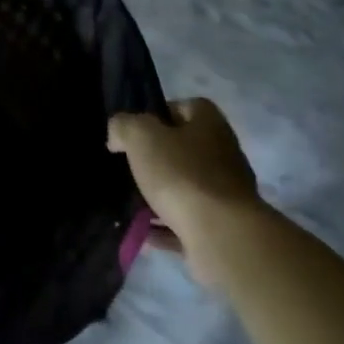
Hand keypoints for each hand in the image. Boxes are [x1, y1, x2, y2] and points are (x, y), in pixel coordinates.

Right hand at [109, 98, 261, 286]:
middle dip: (157, 157)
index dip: (161, 113)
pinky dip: (166, 226)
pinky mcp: (223, 227)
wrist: (222, 236)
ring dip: (161, 194)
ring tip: (131, 201)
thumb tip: (118, 135)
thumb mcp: (141, 136)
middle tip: (129, 166)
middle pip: (186, 149)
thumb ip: (124, 126)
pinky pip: (187, 222)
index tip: (136, 129)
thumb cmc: (182, 175)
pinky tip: (145, 231)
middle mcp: (224, 155)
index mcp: (210, 126)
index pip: (188, 106)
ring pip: (186, 187)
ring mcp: (226, 194)